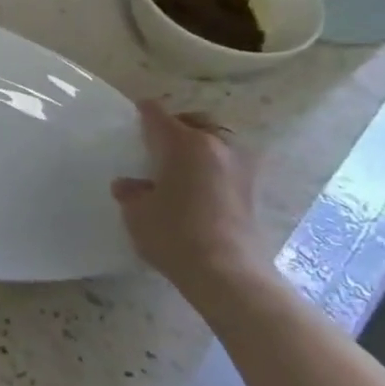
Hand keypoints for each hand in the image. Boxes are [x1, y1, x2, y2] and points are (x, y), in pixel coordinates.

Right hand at [111, 101, 266, 289]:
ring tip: (181, 165)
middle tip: (158, 141)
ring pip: (217, 141)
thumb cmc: (174, 234)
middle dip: (177, 125)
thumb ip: (131, 192)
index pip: (158, 116)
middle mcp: (216, 146)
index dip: (144, 112)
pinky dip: (213, 167)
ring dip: (200, 146)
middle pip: (195, 121)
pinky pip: (228, 164)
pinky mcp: (254, 190)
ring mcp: (241, 167)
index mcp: (184, 143)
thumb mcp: (137, 213)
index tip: (136, 112)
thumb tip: (130, 184)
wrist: (227, 273)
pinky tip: (199, 186)